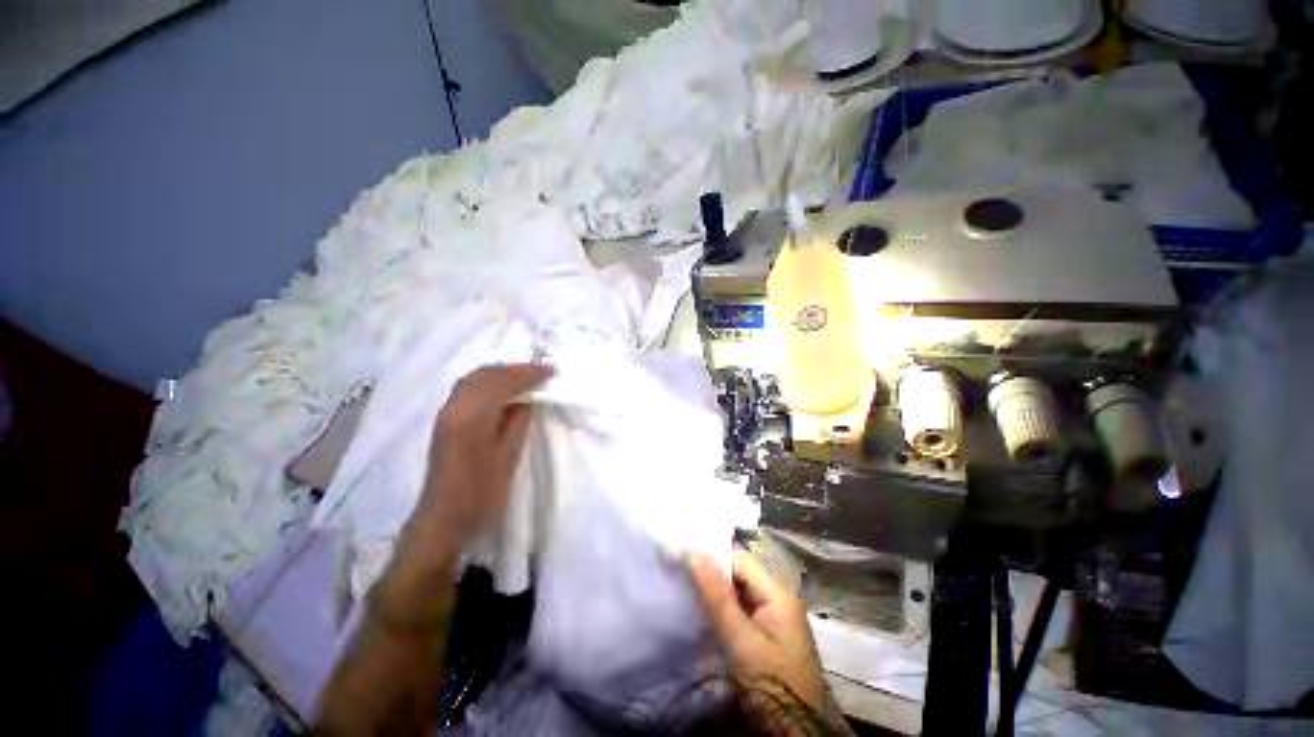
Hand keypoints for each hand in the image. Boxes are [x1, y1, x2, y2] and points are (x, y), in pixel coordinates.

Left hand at [406, 363, 552, 550]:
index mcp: (472, 417)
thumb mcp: (508, 457)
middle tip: (541, 372)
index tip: (552, 371)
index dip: (529, 373)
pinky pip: (468, 388)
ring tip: (525, 378)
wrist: (443, 519)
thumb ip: (518, 422)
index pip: (504, 382)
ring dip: (501, 374)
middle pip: (486, 374)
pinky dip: (488, 382)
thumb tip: (527, 400)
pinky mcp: (445, 421)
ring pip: (474, 379)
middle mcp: (455, 407)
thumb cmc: (481, 493)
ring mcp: (446, 413)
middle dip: (515, 370)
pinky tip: (502, 390)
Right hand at [689, 550, 827, 711]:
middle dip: (712, 575)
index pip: (740, 560)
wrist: (796, 733)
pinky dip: (724, 610)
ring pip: (739, 593)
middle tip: (680, 573)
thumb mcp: (740, 640)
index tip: (682, 557)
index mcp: (778, 593)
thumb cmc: (770, 682)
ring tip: (685, 589)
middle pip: (740, 575)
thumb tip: (694, 555)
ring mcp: (775, 618)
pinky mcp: (769, 636)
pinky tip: (704, 614)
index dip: (712, 556)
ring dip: (715, 593)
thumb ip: (717, 596)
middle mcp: (779, 599)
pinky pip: (743, 611)